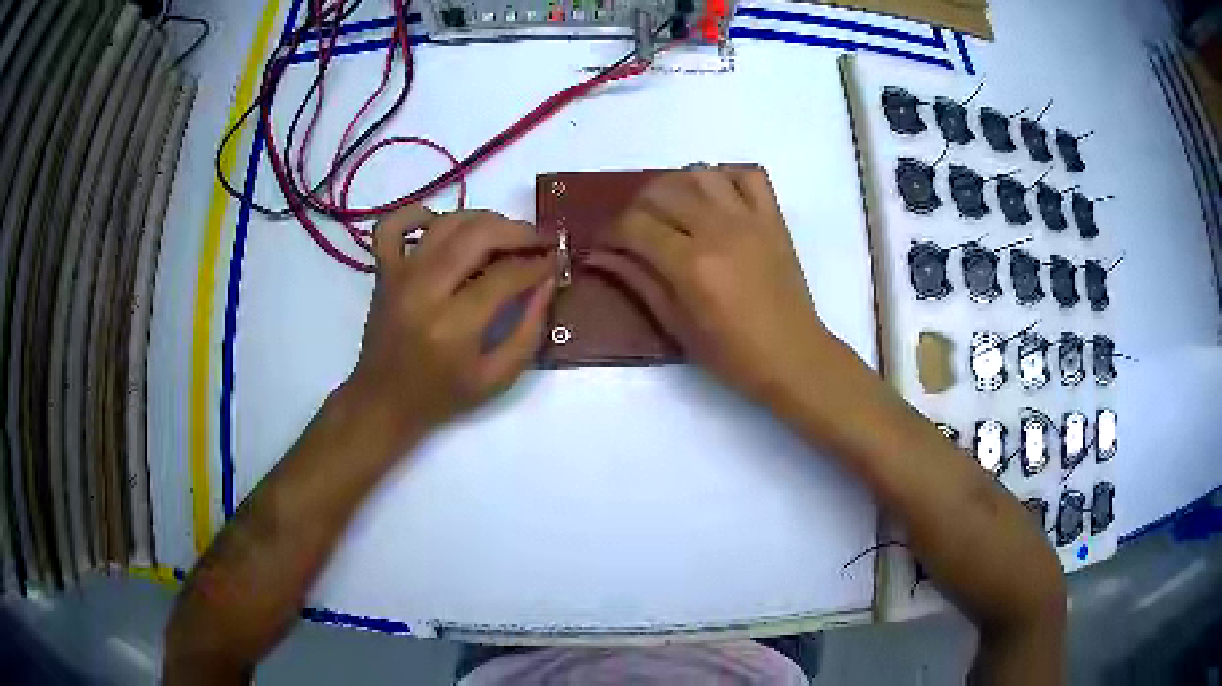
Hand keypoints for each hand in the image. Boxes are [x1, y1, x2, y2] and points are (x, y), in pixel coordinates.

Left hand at [345, 206, 554, 449]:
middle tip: (540, 240)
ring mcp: (399, 276)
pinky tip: (441, 225)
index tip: (557, 260)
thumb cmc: (442, 396)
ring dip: (484, 219)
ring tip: (505, 234)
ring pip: (447, 223)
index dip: (539, 263)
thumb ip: (529, 331)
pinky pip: (393, 225)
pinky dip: (418, 214)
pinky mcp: (383, 271)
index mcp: (454, 326)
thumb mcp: (497, 379)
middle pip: (478, 235)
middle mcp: (424, 290)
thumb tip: (547, 282)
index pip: (506, 275)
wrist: (383, 402)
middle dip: (518, 231)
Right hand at [587, 166, 835, 403]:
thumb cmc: (732, 354)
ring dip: (677, 186)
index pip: (635, 226)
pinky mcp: (773, 218)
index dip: (611, 232)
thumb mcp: (676, 326)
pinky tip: (715, 198)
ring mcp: (749, 219)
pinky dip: (726, 177)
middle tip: (636, 231)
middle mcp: (717, 230)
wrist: (792, 356)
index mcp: (690, 265)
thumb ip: (638, 282)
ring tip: (673, 210)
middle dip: (637, 207)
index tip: (606, 245)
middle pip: (662, 191)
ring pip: (701, 174)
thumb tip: (598, 256)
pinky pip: (749, 175)